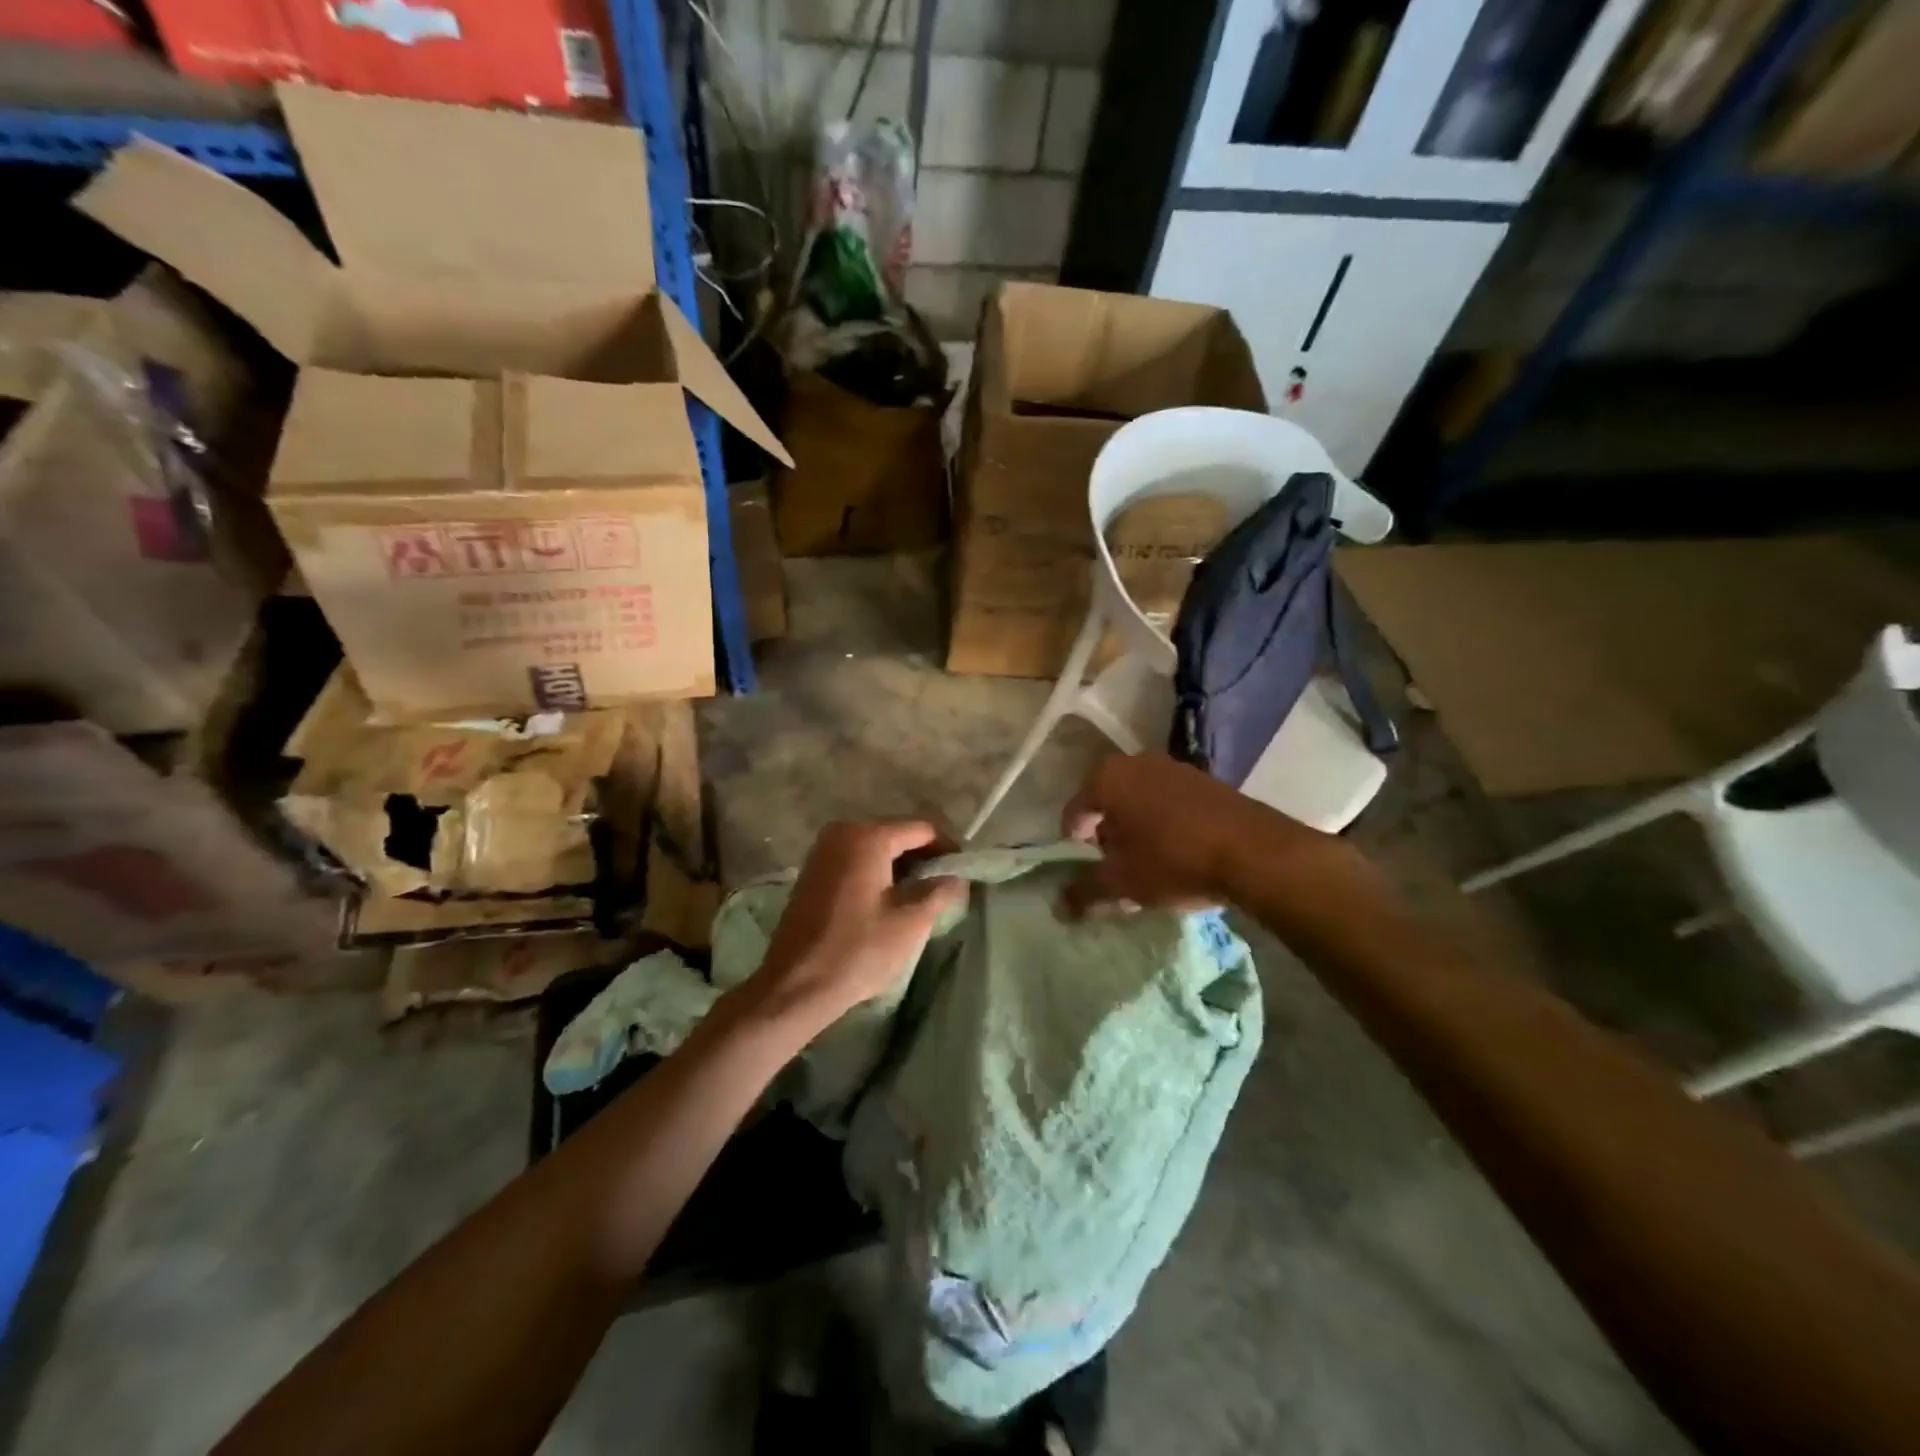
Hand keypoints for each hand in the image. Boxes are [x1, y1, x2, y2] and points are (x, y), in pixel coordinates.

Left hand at [747, 820, 965, 1031]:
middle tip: (946, 886)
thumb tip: (956, 877)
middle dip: (924, 857)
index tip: (964, 873)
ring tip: (922, 896)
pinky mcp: (813, 871)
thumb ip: (939, 891)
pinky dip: (877, 872)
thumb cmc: (858, 950)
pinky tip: (889, 900)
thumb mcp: (911, 922)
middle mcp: (842, 832)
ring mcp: (822, 851)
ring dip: (901, 866)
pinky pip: (856, 860)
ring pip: (876, 848)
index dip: (948, 848)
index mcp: (867, 837)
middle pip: (897, 834)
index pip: (922, 829)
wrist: (796, 986)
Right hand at [1060, 752, 1332, 916]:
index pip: (1075, 812)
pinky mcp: (1206, 780)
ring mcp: (1174, 767)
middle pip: (1108, 804)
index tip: (1088, 871)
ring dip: (1138, 830)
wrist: (1255, 852)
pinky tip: (1179, 854)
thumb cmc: (1173, 860)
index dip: (1075, 846)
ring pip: (1140, 802)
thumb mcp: (1123, 882)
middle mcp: (1136, 762)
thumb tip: (1059, 906)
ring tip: (1149, 865)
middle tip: (1116, 868)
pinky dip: (1165, 824)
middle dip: (1108, 836)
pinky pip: (1170, 803)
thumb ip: (1086, 892)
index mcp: (1107, 778)